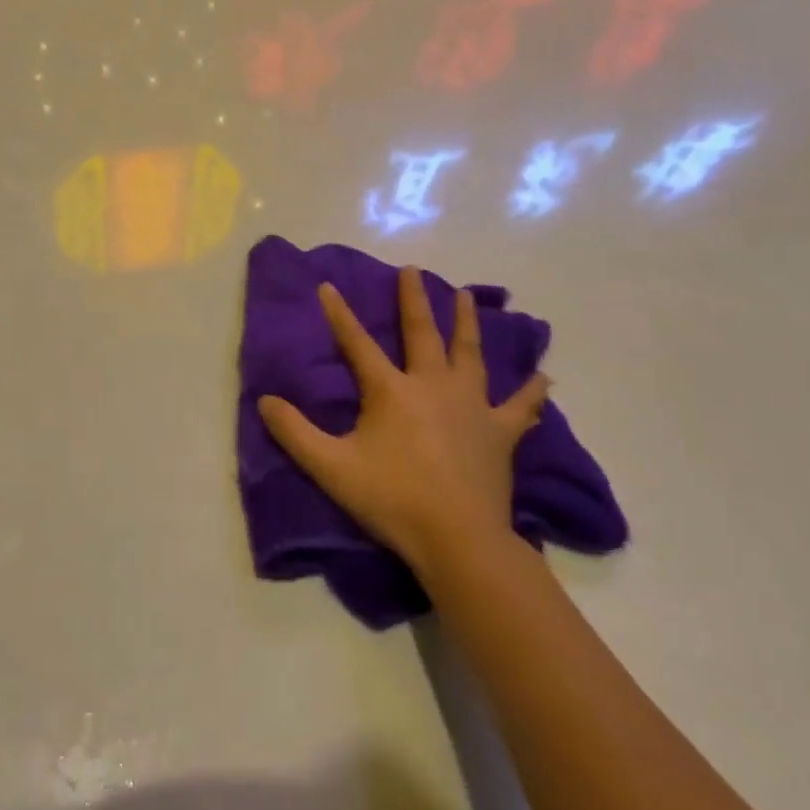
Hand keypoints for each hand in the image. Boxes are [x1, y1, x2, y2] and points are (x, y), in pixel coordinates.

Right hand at [258, 267, 548, 573]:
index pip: (358, 344)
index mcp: (391, 391)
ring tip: (466, 295)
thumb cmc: (391, 500)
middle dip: (413, 299)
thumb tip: (264, 400)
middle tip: (411, 270)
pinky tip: (544, 377)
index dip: (339, 315)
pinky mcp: (500, 432)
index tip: (328, 286)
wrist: (457, 539)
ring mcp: (472, 406)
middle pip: (422, 333)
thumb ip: (294, 433)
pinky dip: (531, 391)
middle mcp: (433, 385)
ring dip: (466, 322)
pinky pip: (519, 406)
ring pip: (470, 354)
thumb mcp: (331, 468)